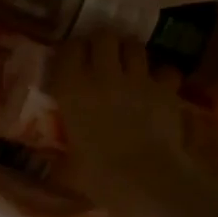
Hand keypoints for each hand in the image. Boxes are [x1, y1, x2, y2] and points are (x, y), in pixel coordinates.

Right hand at [52, 32, 206, 216]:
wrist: (145, 180)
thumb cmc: (98, 176)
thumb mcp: (69, 161)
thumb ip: (63, 148)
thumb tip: (52, 159)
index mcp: (71, 89)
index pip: (70, 48)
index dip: (73, 51)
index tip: (74, 61)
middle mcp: (102, 74)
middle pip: (104, 36)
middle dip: (103, 43)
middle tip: (103, 58)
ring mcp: (137, 78)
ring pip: (135, 45)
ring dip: (131, 53)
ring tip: (130, 67)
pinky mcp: (166, 89)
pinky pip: (166, 69)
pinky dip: (163, 75)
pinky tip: (159, 87)